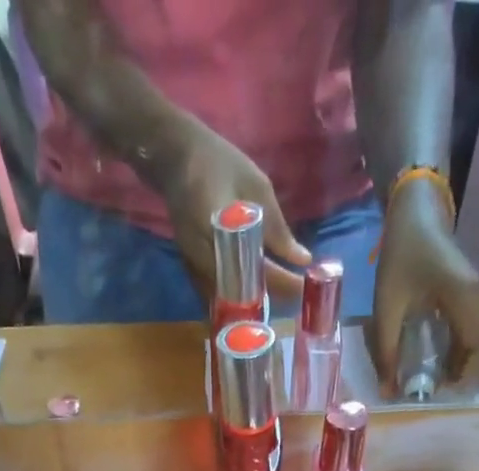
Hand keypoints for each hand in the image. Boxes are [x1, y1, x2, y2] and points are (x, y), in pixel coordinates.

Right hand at [156, 116, 312, 307]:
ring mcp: (192, 266)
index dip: (281, 280)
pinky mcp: (189, 271)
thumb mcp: (255, 186)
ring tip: (278, 303)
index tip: (303, 286)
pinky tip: (251, 304)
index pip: (255, 264)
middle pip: (239, 290)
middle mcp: (202, 253)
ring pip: (225, 300)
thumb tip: (302, 259)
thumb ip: (276, 227)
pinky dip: (234, 304)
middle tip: (295, 300)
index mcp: (218, 226)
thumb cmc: (219, 163)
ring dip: (251, 305)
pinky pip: (213, 298)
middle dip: (269, 297)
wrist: (175, 158)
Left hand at [371, 178, 478, 392]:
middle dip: (463, 379)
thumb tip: (388, 392)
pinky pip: (475, 337)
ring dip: (462, 369)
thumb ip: (386, 350)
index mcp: (469, 300)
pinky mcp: (476, 300)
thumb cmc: (403, 254)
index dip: (465, 380)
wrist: (418, 214)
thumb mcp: (387, 306)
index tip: (436, 392)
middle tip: (431, 391)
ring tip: (431, 381)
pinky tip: (437, 364)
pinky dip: (460, 356)